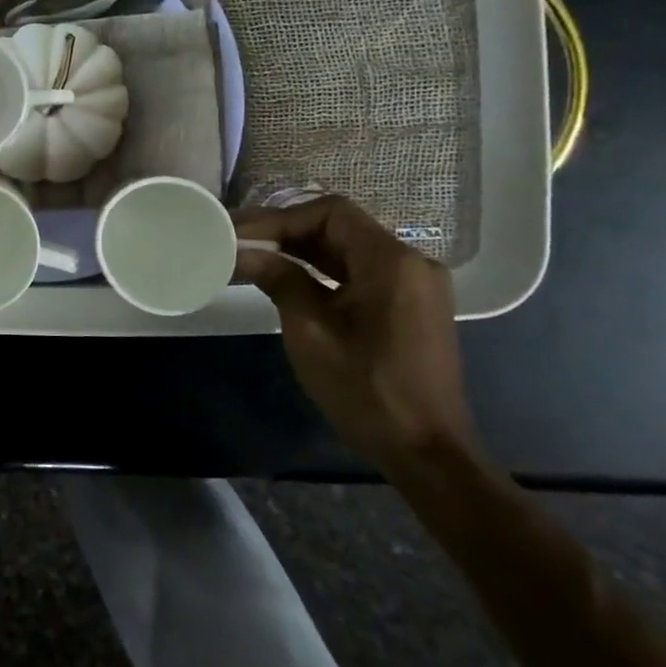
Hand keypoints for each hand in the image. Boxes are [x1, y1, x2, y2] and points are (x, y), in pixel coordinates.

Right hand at [233, 196, 477, 470]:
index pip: (329, 213)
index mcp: (391, 261)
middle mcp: (410, 262)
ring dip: (302, 251)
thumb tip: (243, 251)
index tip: (240, 232)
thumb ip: (278, 279)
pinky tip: (288, 279)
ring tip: (254, 256)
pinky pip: (360, 273)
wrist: (427, 453)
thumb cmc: (366, 388)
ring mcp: (414, 285)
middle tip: (238, 240)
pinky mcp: (410, 306)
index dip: (279, 218)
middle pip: (340, 228)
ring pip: (348, 250)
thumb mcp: (310, 330)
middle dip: (286, 232)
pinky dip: (323, 271)